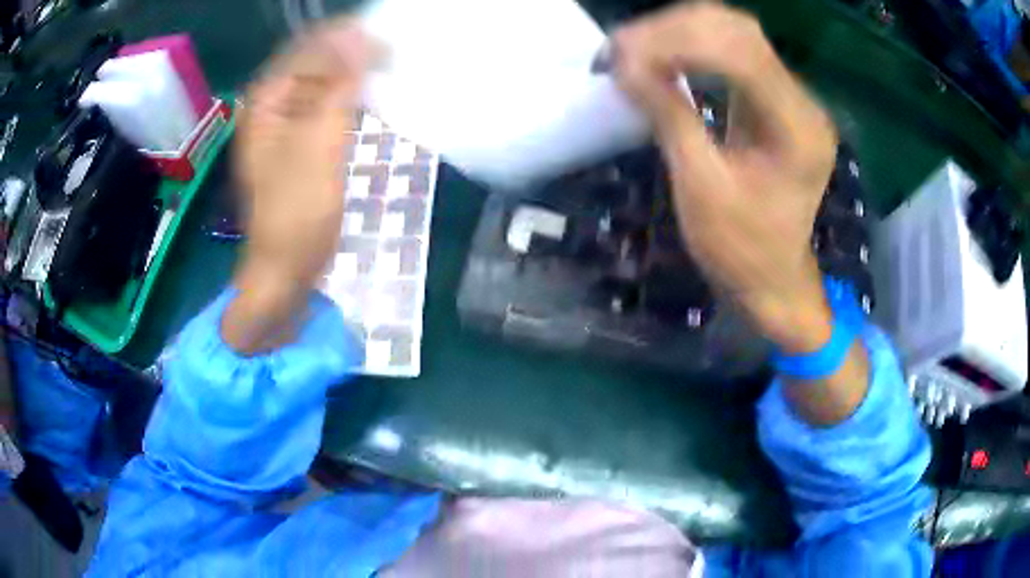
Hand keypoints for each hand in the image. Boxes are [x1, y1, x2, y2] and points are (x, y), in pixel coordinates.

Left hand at [222, 20, 376, 354]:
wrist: (285, 272)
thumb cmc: (296, 213)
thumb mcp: (319, 145)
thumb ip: (340, 88)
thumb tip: (362, 36)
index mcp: (266, 103)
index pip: (306, 49)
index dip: (344, 36)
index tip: (387, 36)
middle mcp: (272, 107)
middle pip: (314, 63)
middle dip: (352, 53)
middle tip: (395, 50)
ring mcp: (286, 126)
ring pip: (322, 84)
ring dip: (353, 74)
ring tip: (391, 65)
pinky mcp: (302, 144)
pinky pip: (326, 107)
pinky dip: (350, 98)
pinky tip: (373, 96)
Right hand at [611, 3, 836, 352]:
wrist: (773, 280)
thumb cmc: (740, 250)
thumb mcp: (700, 189)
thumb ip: (669, 117)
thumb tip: (625, 65)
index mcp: (797, 128)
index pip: (739, 53)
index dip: (675, 42)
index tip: (620, 56)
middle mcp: (803, 102)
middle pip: (738, 30)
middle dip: (673, 29)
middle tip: (619, 49)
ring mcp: (792, 98)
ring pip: (734, 33)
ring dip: (679, 32)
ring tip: (632, 49)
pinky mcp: (777, 101)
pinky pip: (734, 54)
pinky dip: (691, 47)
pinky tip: (661, 57)